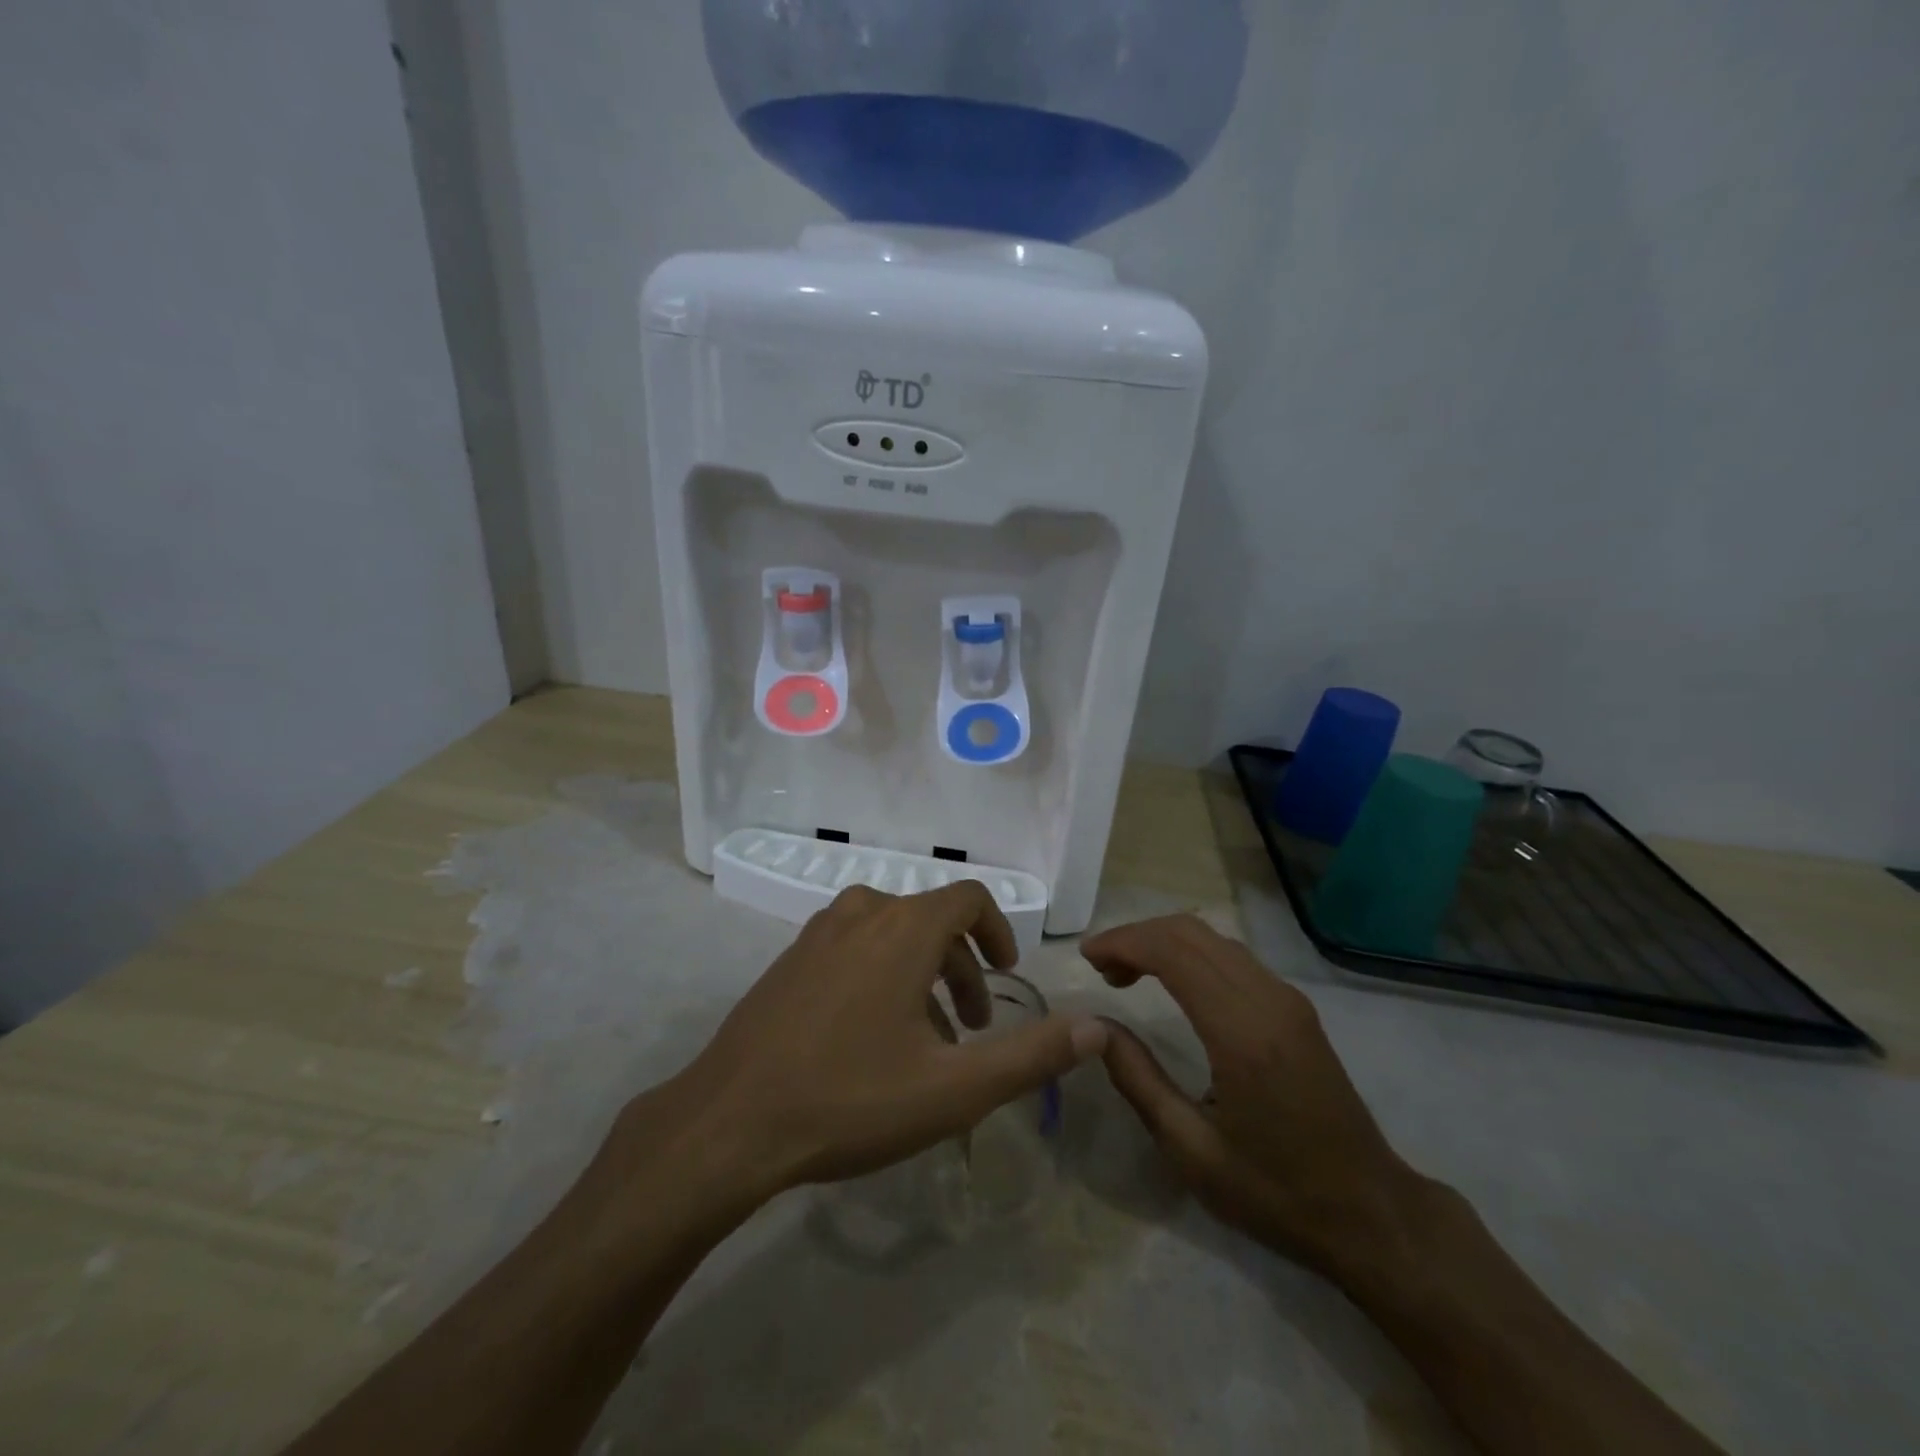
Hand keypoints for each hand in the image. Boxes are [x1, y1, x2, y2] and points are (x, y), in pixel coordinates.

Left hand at [661, 883, 1108, 1201]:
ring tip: (927, 1039)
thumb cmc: (850, 1099)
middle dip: (962, 967)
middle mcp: (862, 912)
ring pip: (890, 933)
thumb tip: (1097, 1027)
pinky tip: (870, 1037)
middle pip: (931, 919)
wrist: (729, 1123)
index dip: (998, 930)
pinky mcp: (789, 959)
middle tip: (974, 1030)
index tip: (1006, 973)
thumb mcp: (955, 1088)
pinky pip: (852, 947)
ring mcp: (817, 933)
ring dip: (922, 973)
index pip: (967, 898)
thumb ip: (1032, 1055)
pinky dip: (880, 973)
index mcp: (903, 928)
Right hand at [1084, 915, 1426, 1272]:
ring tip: (1126, 972)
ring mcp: (1287, 999)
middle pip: (1191, 932)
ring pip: (1213, 938)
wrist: (1372, 1213)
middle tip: (1101, 966)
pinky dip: (1191, 954)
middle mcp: (1268, 999)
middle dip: (1138, 936)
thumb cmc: (1276, 1192)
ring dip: (1164, 942)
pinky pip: (1232, 957)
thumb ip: (1138, 1079)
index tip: (1087, 957)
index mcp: (1241, 1032)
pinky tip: (1171, 982)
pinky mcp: (1295, 1007)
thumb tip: (1095, 1028)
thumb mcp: (1191, 1150)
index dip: (1123, 942)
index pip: (1173, 952)